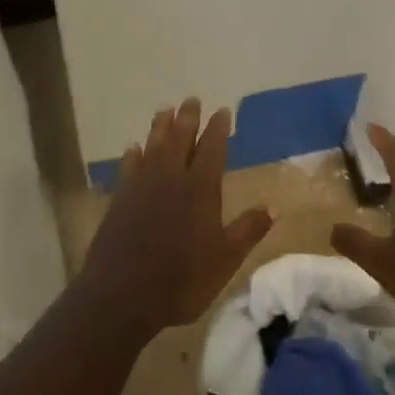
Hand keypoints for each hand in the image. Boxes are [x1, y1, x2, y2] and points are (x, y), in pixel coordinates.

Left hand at [76, 98, 273, 337]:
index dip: (218, 129)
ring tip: (165, 110)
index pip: (212, 149)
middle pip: (180, 139)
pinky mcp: (120, 200)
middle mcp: (171, 179)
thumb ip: (248, 230)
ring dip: (160, 127)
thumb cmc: (182, 279)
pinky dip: (133, 155)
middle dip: (188, 118)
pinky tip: (134, 148)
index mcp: (200, 189)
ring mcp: (141, 187)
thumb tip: (274, 206)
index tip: (222, 111)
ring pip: (153, 146)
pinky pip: (128, 168)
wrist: (122, 295)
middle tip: (192, 99)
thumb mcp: (226, 260)